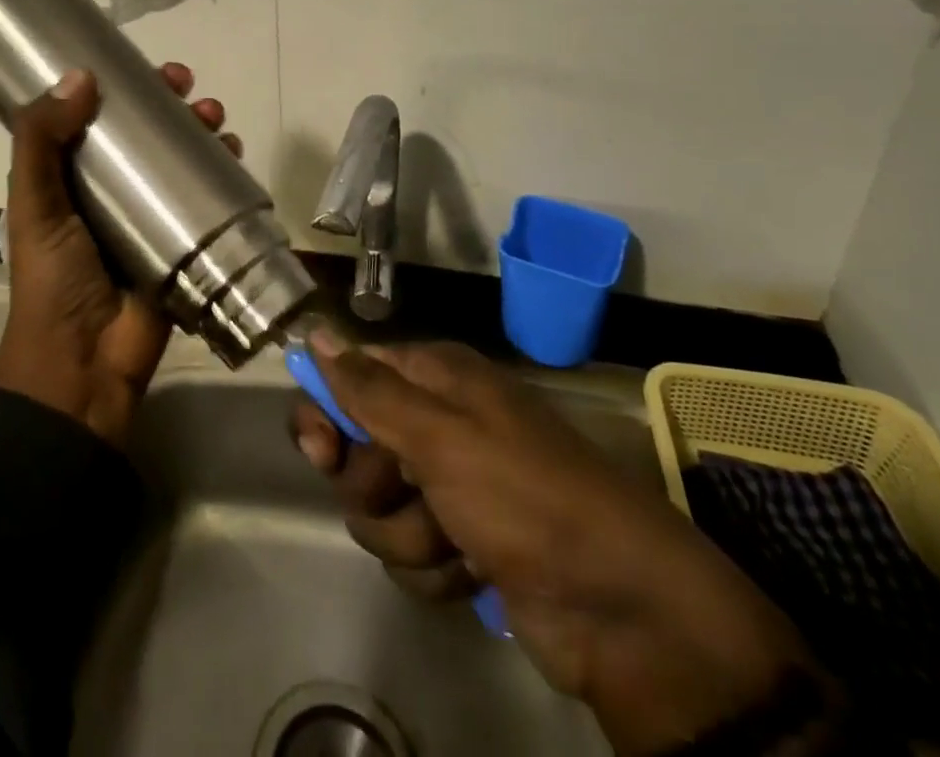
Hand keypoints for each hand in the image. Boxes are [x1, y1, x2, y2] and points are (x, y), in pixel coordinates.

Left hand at [0, 63, 240, 448]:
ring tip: (218, 122)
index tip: (152, 72)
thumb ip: (41, 140)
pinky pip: (208, 200)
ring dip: (203, 134)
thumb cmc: (54, 278)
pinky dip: (224, 174)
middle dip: (174, 107)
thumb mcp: (34, 204)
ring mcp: (151, 218)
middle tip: (191, 91)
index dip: (127, 90)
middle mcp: (113, 191)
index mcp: (72, 178)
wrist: (84, 364)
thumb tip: (81, 76)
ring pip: (183, 161)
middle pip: (149, 135)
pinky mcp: (184, 244)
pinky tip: (236, 157)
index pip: (101, 118)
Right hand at [295, 339, 819, 756]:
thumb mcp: (440, 436)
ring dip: (407, 535)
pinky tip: (472, 574)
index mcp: (436, 378)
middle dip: (371, 486)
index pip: (351, 375)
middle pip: (356, 448)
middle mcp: (438, 422)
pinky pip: (409, 552)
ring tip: (454, 544)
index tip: (320, 451)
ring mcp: (450, 486)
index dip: (326, 412)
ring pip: (378, 509)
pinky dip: (433, 568)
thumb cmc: (524, 498)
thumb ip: (369, 388)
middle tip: (403, 495)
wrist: (623, 610)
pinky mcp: (461, 543)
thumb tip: (316, 330)